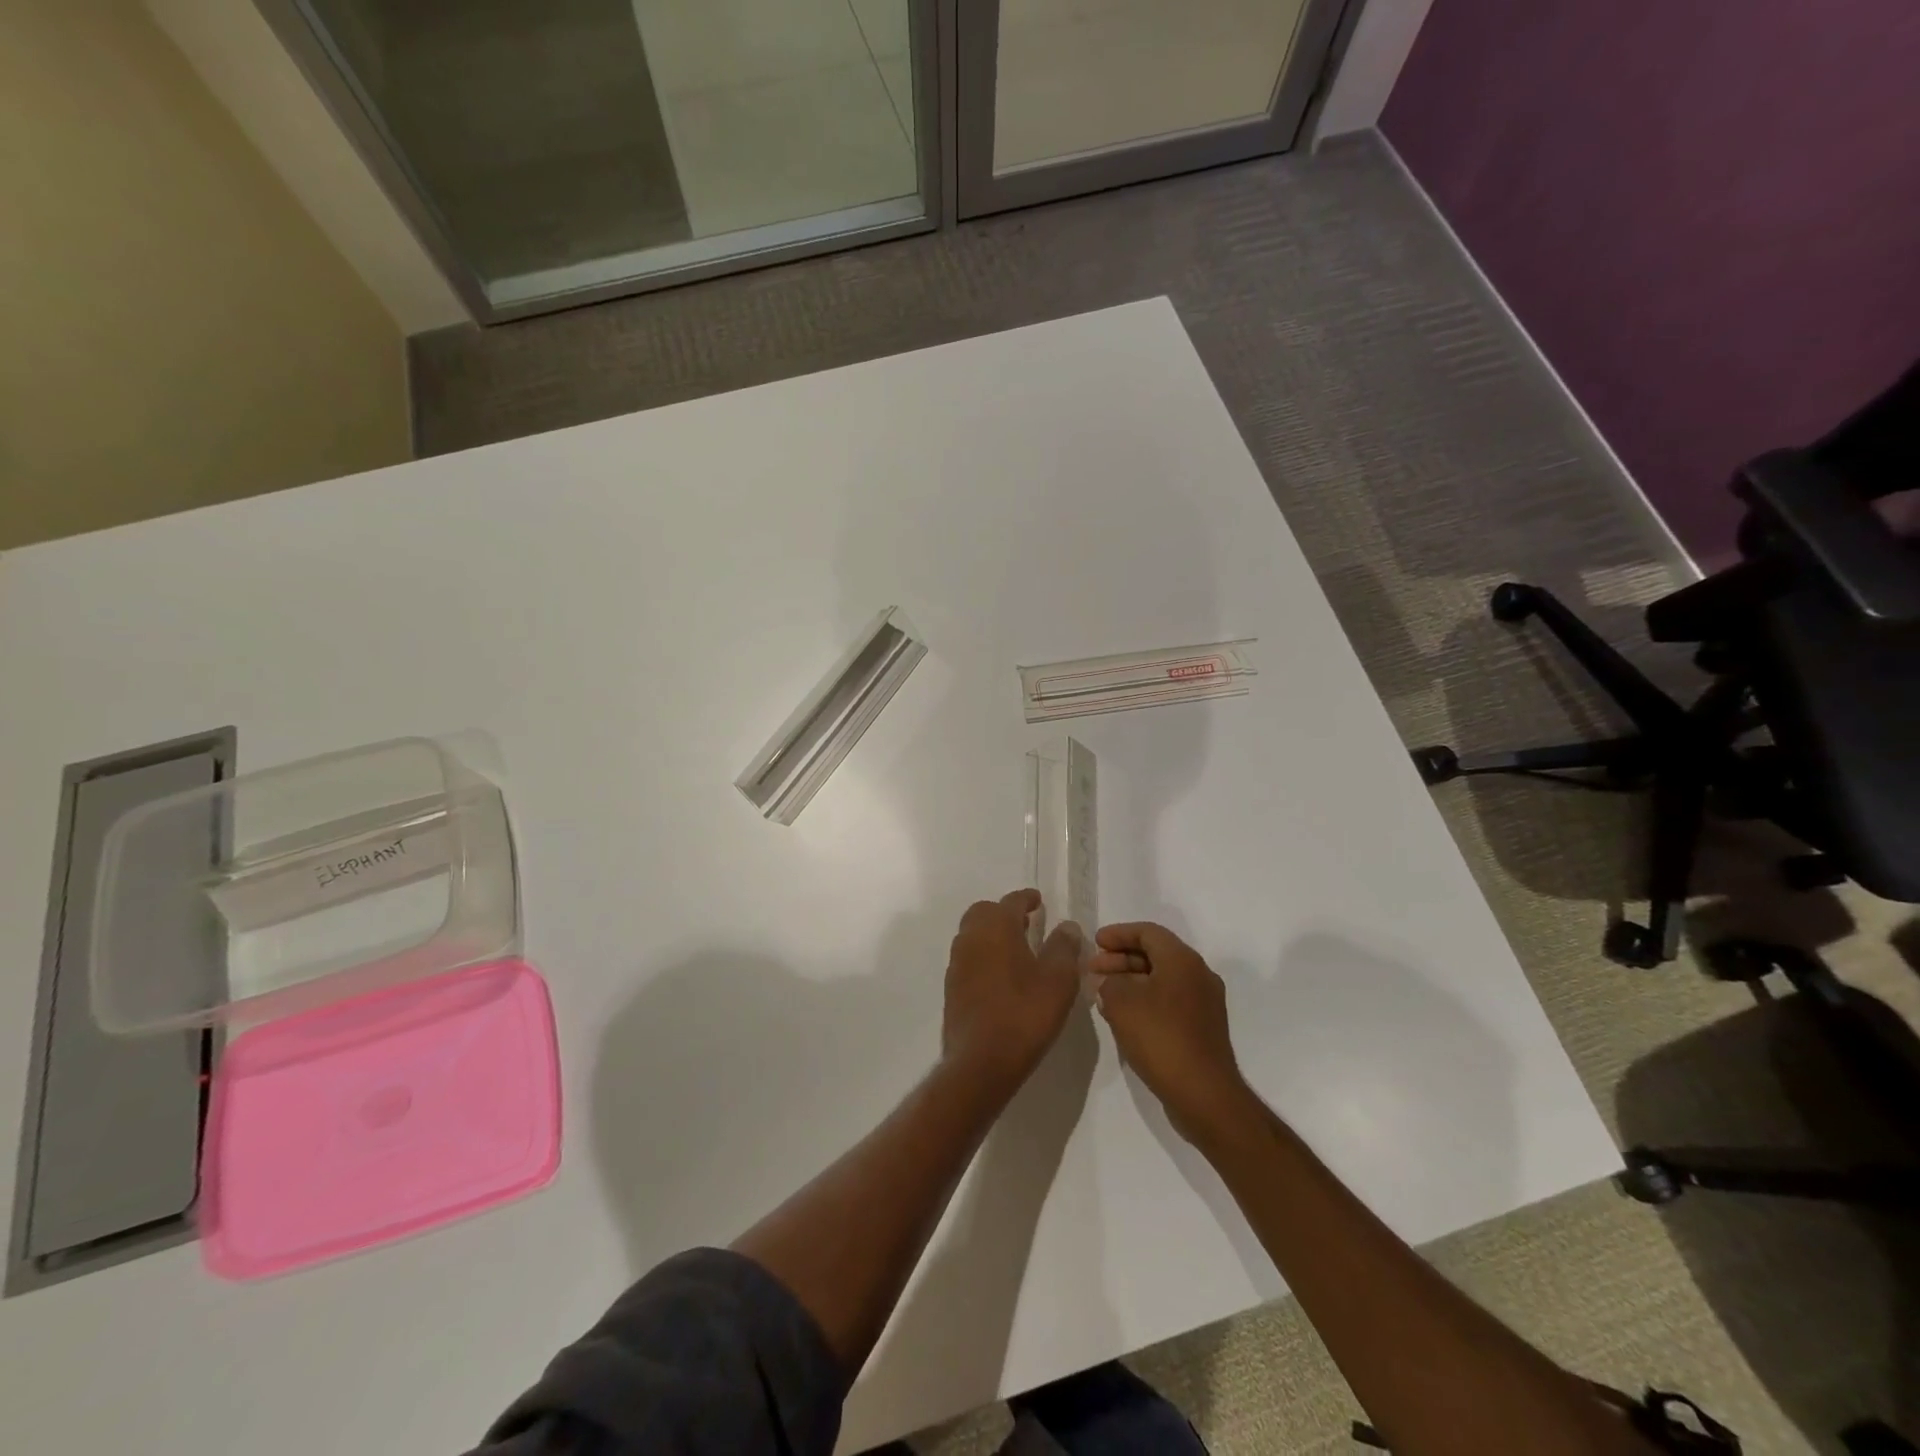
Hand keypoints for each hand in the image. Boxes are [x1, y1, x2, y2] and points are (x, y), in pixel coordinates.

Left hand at [942, 890, 1083, 1088]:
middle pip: (985, 912)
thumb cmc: (1025, 1013)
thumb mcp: (1058, 979)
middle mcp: (971, 937)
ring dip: (992, 935)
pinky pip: (968, 959)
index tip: (1038, 901)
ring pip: (973, 935)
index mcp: (996, 927)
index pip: (1012, 901)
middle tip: (1027, 924)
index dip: (1027, 899)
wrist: (982, 1061)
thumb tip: (1067, 926)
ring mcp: (957, 963)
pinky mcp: (952, 988)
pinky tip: (1001, 977)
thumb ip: (1064, 947)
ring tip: (1017, 950)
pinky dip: (984, 957)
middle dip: (1004, 913)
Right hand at [1089, 923, 1250, 1140]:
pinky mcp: (1203, 1028)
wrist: (1204, 1094)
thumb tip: (1110, 982)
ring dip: (1131, 981)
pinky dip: (1145, 1000)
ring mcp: (1204, 1003)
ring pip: (1161, 979)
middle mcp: (1198, 975)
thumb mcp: (1121, 1002)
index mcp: (1183, 960)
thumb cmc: (1161, 1038)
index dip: (1118, 934)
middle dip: (1121, 959)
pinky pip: (1169, 1001)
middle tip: (1093, 970)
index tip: (1094, 943)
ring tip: (1102, 993)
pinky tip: (1123, 1016)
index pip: (1147, 932)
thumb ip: (1109, 982)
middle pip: (1155, 954)